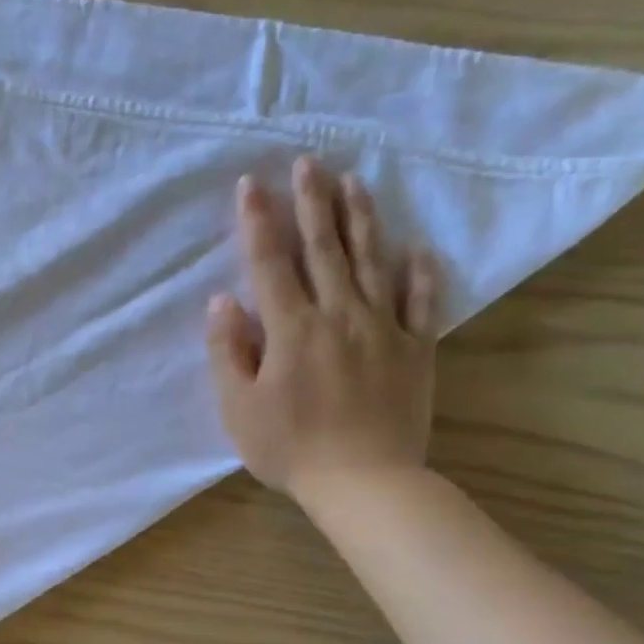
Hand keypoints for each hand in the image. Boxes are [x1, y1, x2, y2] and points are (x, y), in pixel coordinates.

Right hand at [206, 157, 441, 503]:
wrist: (363, 481)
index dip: (259, 222)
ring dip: (361, 220)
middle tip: (309, 162)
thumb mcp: (239, 407)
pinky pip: (421, 302)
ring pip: (373, 263)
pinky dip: (421, 273)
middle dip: (312, 203)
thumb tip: (222, 302)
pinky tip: (418, 248)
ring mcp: (383, 329)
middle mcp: (339, 315)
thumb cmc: (288, 448)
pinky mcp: (416, 349)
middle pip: (324, 250)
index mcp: (292, 330)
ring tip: (354, 183)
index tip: (253, 184)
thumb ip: (228, 352)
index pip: (271, 264)